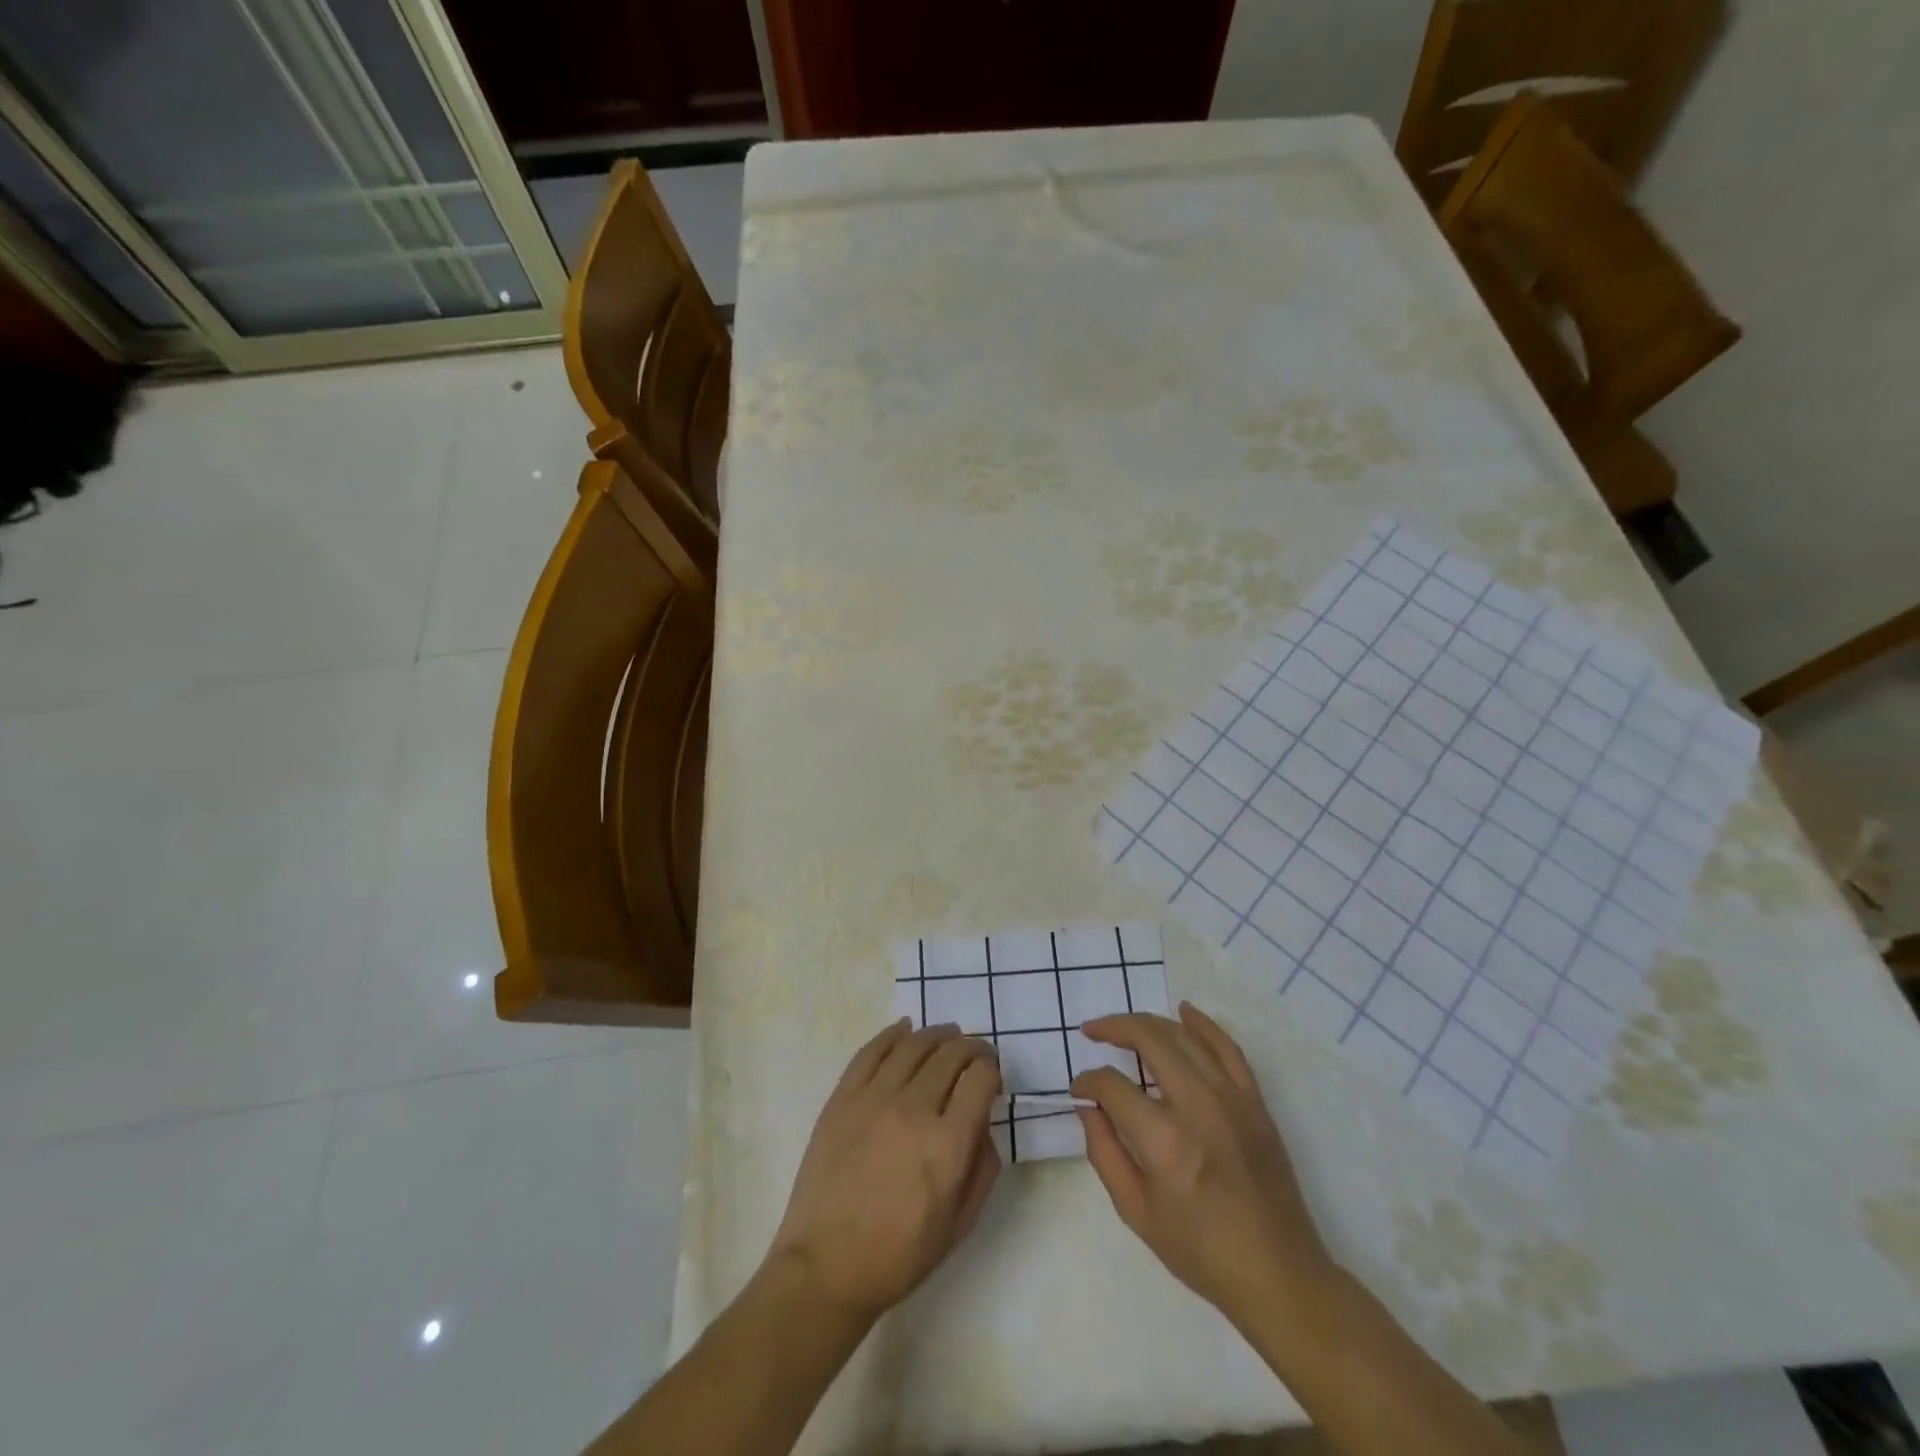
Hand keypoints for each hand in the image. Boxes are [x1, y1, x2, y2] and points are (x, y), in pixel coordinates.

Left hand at [767, 1020, 1001, 1323]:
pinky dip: (893, 1034)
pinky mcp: (843, 1098)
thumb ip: (983, 1167)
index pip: (980, 1078)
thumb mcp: (960, 1224)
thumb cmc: (899, 1255)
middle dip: (971, 1048)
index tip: (992, 1075)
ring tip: (948, 1035)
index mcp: (948, 1144)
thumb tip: (983, 1123)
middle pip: (951, 1054)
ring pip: (914, 1045)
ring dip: (938, 1034)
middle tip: (975, 1054)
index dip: (992, 1069)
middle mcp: (914, 1110)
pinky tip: (905, 1028)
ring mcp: (874, 1098)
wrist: (826, 1267)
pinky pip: (871, 1051)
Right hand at [1071, 1003, 1334, 1331]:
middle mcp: (1197, 1106)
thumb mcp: (1137, 1213)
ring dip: (1148, 1023)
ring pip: (1183, 1036)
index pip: (1113, 1086)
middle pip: (1149, 1039)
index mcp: (1164, 1141)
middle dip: (1113, 1028)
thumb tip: (1087, 1107)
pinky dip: (1203, 1024)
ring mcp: (1231, 1098)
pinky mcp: (1254, 1101)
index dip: (1088, 1082)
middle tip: (1093, 1032)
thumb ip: (1104, 1153)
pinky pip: (1227, 1047)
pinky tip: (1183, 1011)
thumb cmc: (1202, 1252)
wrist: (1279, 1275)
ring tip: (1124, 1026)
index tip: (1079, 1089)